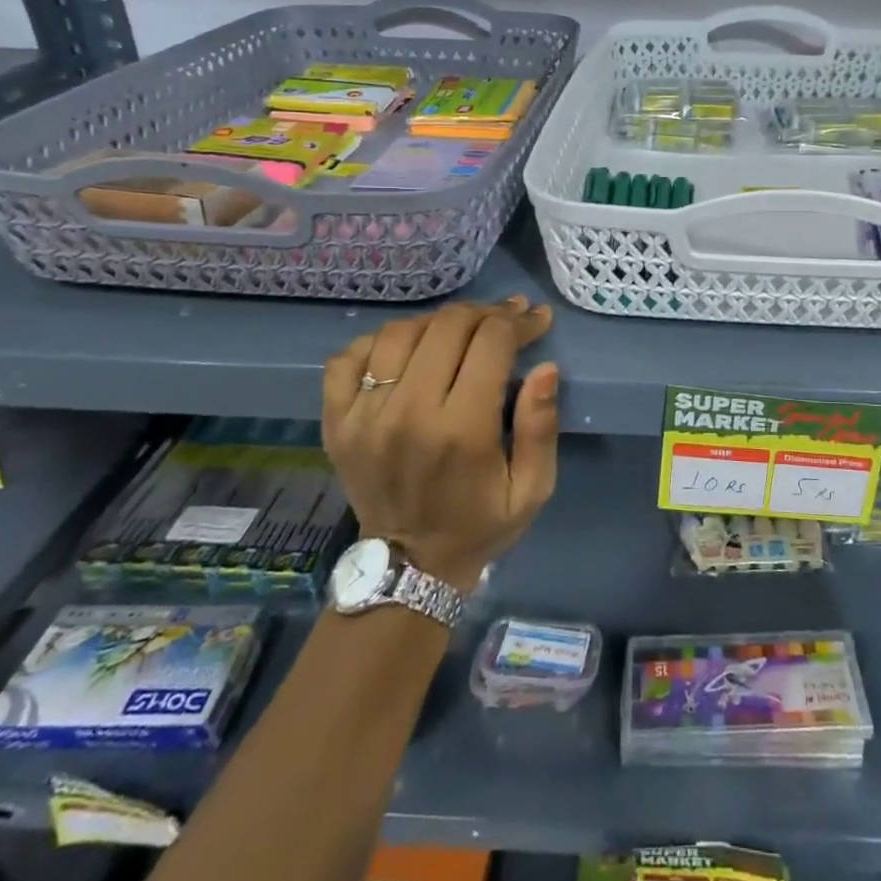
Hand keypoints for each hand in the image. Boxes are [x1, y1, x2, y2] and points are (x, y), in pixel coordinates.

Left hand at [322, 298, 560, 593]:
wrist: (408, 567)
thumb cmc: (481, 524)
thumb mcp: (532, 488)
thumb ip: (541, 427)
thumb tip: (545, 368)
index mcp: (461, 430)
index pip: (491, 342)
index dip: (519, 321)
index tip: (536, 319)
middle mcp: (408, 413)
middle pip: (447, 326)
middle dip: (485, 313)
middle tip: (505, 319)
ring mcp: (363, 415)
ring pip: (400, 332)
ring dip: (438, 323)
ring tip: (461, 331)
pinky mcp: (335, 421)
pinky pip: (350, 356)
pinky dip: (381, 341)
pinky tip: (408, 351)